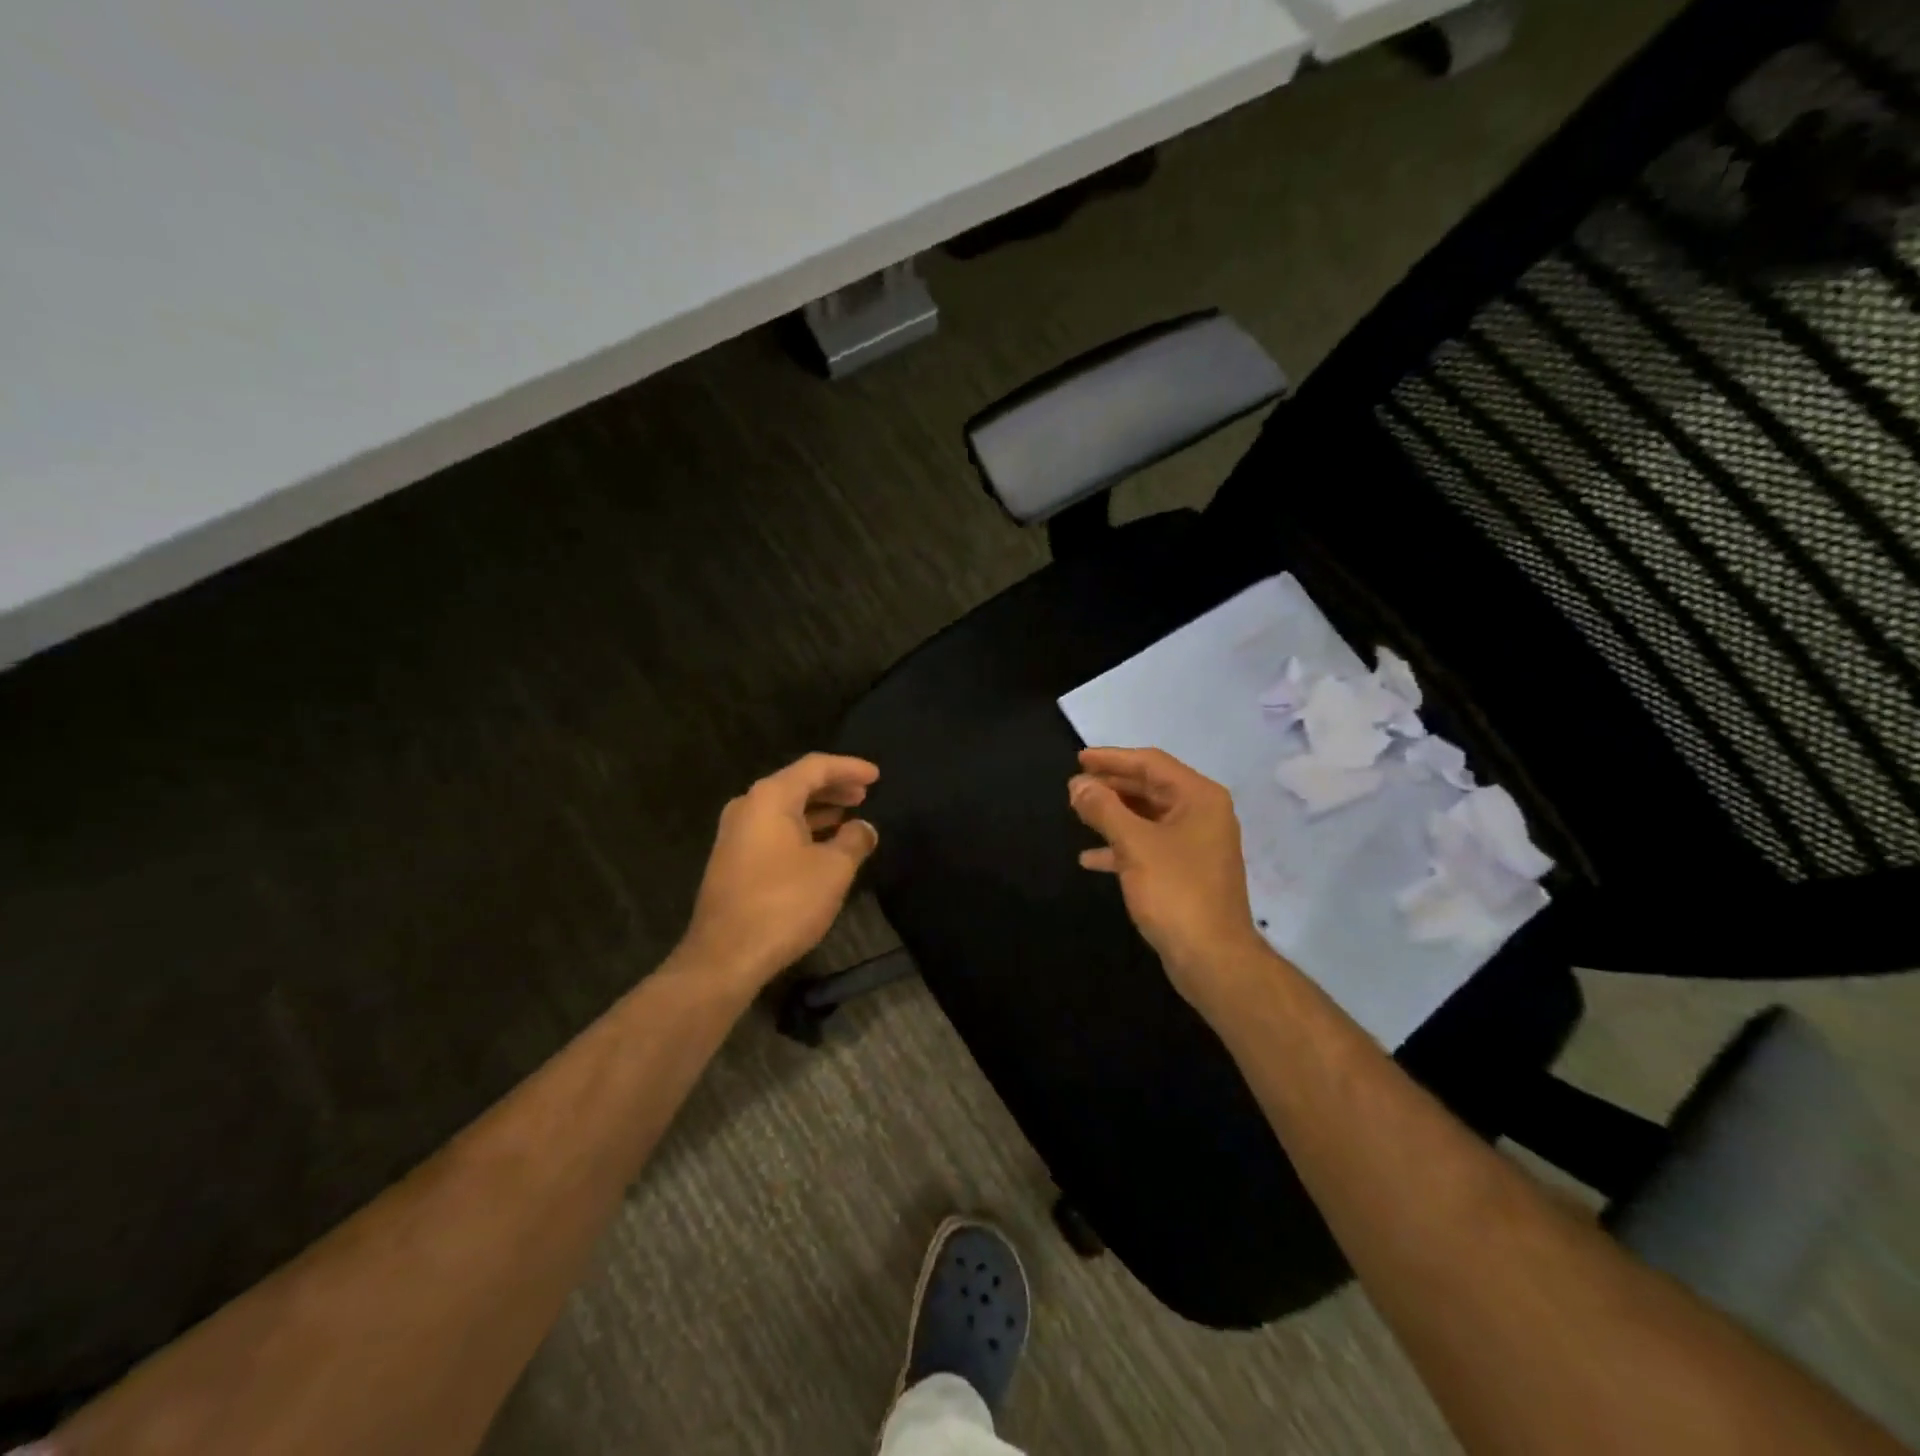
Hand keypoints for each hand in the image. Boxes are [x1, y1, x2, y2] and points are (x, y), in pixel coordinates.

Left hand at [677, 753, 880, 993]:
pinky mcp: (733, 860)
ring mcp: (735, 834)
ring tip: (849, 816)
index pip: (815, 767)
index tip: (876, 776)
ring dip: (818, 809)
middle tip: (864, 794)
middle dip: (833, 787)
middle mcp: (748, 806)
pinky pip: (774, 830)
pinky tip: (822, 844)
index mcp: (770, 797)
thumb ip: (854, 840)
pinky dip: (802, 828)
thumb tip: (864, 828)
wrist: (725, 956)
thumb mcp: (833, 870)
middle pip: (797, 784)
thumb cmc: (784, 903)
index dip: (849, 767)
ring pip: (784, 808)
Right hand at [1069, 747, 1275, 1010]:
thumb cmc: (1175, 891)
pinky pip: (1150, 846)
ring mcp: (1196, 844)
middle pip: (1150, 788)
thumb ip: (1103, 809)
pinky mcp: (1187, 872)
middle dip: (1111, 787)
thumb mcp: (1134, 844)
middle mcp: (1202, 814)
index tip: (1079, 759)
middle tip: (1074, 787)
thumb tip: (1077, 784)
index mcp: (1199, 797)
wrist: (1212, 958)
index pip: (1151, 763)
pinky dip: (1122, 846)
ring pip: (1148, 818)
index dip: (1112, 759)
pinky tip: (1091, 858)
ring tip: (1078, 814)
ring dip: (1113, 815)